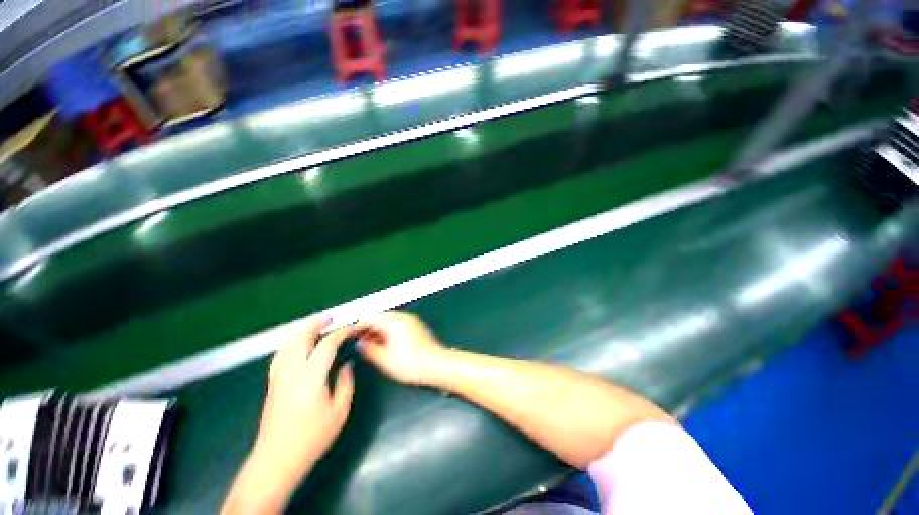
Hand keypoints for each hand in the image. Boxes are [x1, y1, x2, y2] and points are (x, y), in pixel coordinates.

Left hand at [253, 316, 355, 478]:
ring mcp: (278, 377)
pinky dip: (291, 343)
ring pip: (287, 344)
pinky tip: (298, 345)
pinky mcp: (272, 384)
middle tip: (331, 317)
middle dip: (316, 324)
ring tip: (315, 325)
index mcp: (311, 377)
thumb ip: (346, 384)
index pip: (327, 345)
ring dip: (302, 331)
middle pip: (301, 338)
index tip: (353, 328)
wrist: (276, 460)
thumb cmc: (312, 438)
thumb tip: (347, 365)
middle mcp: (291, 372)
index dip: (341, 333)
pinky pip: (280, 355)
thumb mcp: (339, 412)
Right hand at [355, 311, 447, 386]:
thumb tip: (359, 343)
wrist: (437, 365)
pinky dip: (388, 332)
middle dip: (367, 329)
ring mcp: (411, 321)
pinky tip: (384, 345)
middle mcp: (403, 316)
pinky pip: (398, 325)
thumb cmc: (410, 363)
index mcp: (393, 321)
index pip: (370, 318)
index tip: (348, 336)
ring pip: (389, 321)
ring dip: (378, 331)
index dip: (357, 326)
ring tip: (368, 345)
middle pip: (380, 318)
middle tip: (357, 342)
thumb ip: (369, 349)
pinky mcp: (416, 327)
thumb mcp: (385, 359)